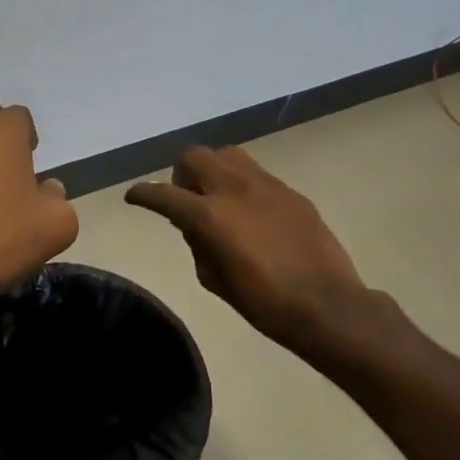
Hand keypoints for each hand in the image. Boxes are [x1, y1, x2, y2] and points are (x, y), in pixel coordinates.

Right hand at [126, 146, 366, 353]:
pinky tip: (250, 212)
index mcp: (209, 215)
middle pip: (194, 156)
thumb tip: (192, 225)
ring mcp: (266, 186)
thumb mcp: (213, 278)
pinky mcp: (291, 192)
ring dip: (212, 170)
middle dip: (181, 175)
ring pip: (227, 155)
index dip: (142, 194)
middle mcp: (234, 189)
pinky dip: (241, 184)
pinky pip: (256, 174)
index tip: (133, 197)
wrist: (326, 305)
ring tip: (217, 198)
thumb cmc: (262, 302)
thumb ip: (196, 243)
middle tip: (185, 199)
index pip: (163, 194)